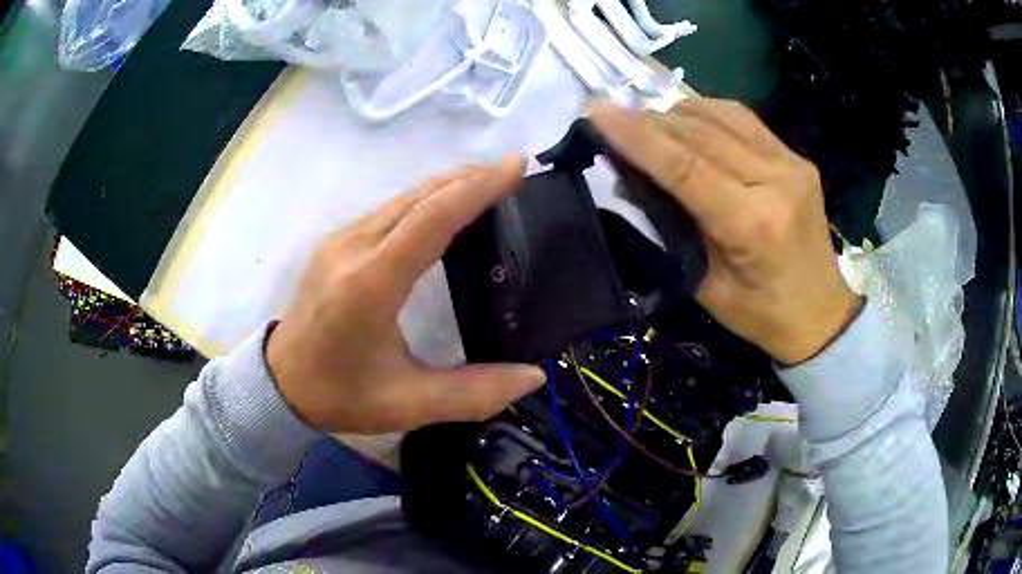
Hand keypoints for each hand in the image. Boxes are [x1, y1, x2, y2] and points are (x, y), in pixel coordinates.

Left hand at [266, 160, 545, 433]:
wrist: (279, 384)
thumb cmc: (340, 395)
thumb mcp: (409, 404)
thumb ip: (473, 393)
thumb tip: (533, 376)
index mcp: (371, 283)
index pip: (432, 218)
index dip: (478, 188)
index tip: (517, 167)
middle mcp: (353, 248)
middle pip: (419, 196)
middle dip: (470, 177)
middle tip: (514, 171)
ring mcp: (340, 240)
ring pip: (402, 197)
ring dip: (448, 185)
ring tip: (489, 185)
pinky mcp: (336, 243)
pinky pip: (388, 209)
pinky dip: (425, 200)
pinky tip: (444, 210)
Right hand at [589, 98, 860, 363]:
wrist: (821, 314)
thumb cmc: (761, 314)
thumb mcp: (705, 285)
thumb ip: (670, 230)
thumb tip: (630, 181)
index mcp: (754, 224)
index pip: (685, 166)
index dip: (637, 137)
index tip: (595, 113)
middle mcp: (777, 181)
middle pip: (701, 132)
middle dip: (649, 121)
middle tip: (612, 121)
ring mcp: (791, 163)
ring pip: (721, 114)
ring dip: (676, 114)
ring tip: (648, 125)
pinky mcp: (796, 157)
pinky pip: (743, 119)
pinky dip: (707, 114)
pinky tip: (688, 124)